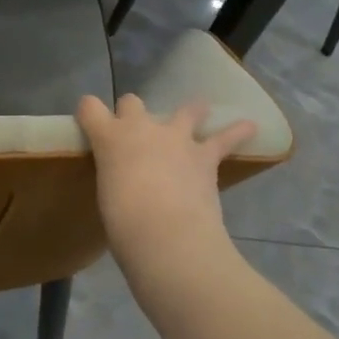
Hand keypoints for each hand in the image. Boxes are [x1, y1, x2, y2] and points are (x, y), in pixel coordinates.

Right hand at [77, 95, 256, 266]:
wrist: (167, 235)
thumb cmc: (123, 223)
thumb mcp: (107, 195)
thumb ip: (116, 177)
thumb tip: (127, 183)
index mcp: (109, 138)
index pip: (90, 107)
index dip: (89, 112)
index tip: (90, 120)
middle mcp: (141, 128)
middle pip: (132, 103)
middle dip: (132, 112)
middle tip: (135, 133)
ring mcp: (175, 138)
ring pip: (184, 111)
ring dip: (190, 111)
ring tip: (198, 111)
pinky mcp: (205, 155)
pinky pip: (225, 138)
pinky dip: (238, 132)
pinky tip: (249, 127)